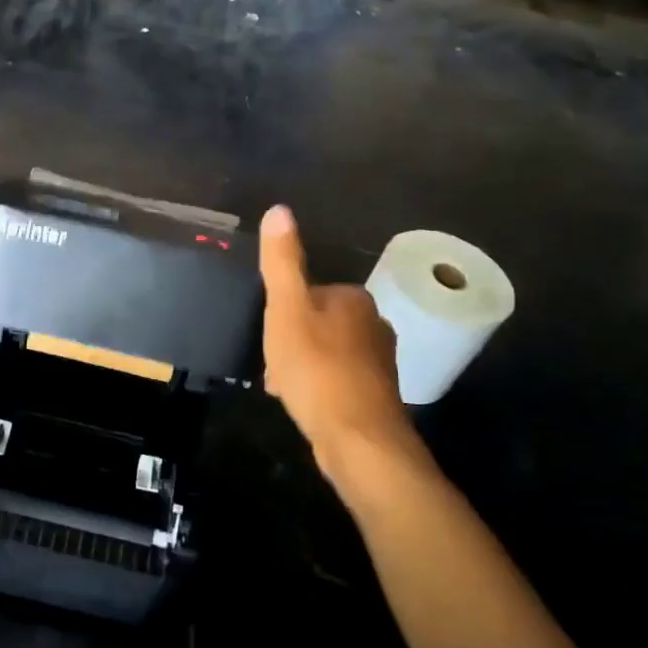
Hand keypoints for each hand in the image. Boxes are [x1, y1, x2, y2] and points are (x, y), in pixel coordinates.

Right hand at [258, 205, 435, 488]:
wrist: (357, 438)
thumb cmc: (316, 368)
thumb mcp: (287, 309)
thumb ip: (283, 262)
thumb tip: (279, 209)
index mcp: (354, 299)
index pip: (310, 293)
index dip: (283, 313)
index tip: (269, 336)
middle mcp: (374, 324)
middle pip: (317, 323)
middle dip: (291, 342)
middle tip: (272, 365)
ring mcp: (378, 362)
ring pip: (324, 353)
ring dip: (299, 367)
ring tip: (282, 388)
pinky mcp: (375, 395)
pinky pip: (334, 380)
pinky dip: (315, 388)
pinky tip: (302, 404)